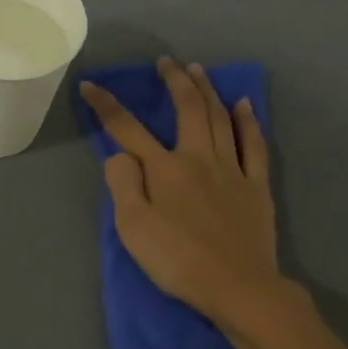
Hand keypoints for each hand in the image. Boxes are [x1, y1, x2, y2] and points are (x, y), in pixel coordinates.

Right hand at [78, 57, 282, 327]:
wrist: (237, 285)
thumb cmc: (177, 261)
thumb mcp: (134, 229)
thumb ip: (123, 186)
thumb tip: (119, 155)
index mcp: (164, 170)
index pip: (128, 130)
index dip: (107, 106)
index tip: (91, 85)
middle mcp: (198, 159)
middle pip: (187, 110)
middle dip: (174, 81)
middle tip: (166, 62)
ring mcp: (232, 170)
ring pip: (220, 118)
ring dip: (207, 90)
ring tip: (198, 70)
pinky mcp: (256, 186)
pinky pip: (254, 144)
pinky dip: (248, 121)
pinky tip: (244, 104)